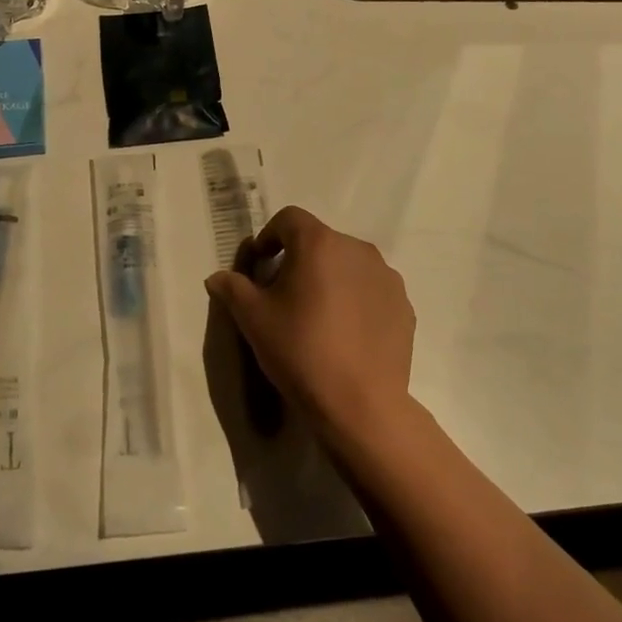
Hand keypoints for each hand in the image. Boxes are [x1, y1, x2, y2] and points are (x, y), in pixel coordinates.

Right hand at [204, 206, 416, 451]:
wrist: (360, 403)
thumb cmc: (300, 350)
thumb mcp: (253, 319)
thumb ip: (233, 289)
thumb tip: (217, 277)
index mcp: (319, 243)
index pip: (289, 219)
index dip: (270, 236)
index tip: (260, 265)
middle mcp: (357, 249)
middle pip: (321, 241)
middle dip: (300, 259)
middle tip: (285, 294)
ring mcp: (386, 276)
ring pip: (349, 265)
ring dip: (330, 278)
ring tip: (318, 315)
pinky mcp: (404, 305)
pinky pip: (372, 290)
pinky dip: (356, 299)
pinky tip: (346, 333)